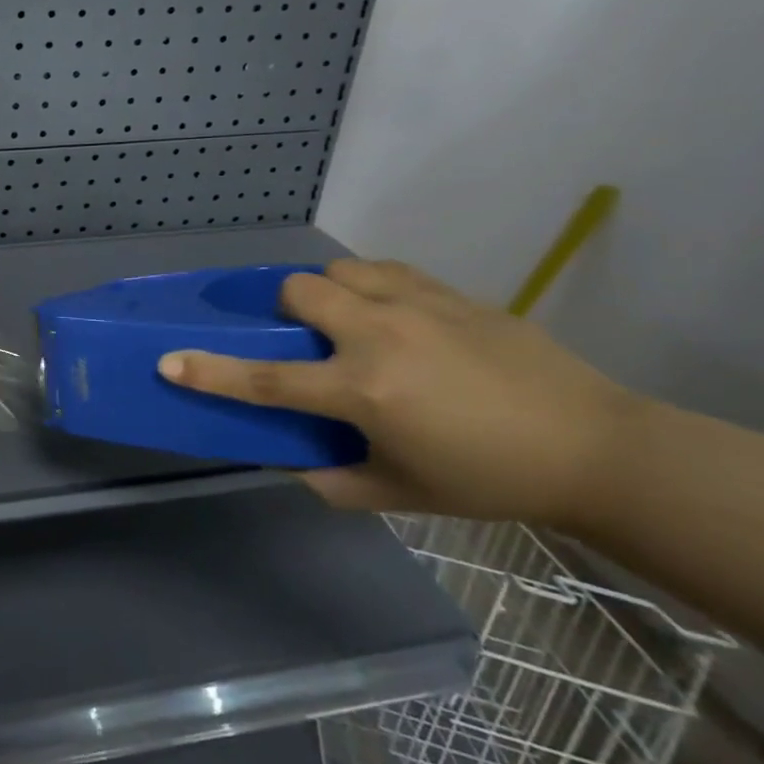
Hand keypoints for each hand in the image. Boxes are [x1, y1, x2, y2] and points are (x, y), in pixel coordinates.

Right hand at [157, 258, 646, 528]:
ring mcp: (416, 306)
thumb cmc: (488, 479)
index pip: (266, 381)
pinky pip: (384, 269)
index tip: (168, 361)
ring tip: (343, 318)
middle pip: (299, 292)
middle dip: (284, 309)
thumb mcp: (400, 494)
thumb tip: (289, 461)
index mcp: (363, 392)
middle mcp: (378, 337)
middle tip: (301, 338)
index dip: (210, 373)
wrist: (595, 449)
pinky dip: (367, 283)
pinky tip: (385, 310)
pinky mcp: (449, 293)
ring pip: (339, 269)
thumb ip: (331, 480)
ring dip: (326, 291)